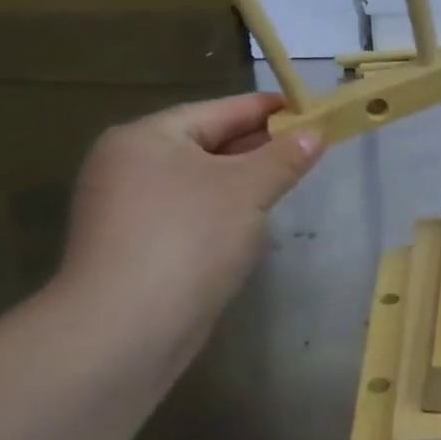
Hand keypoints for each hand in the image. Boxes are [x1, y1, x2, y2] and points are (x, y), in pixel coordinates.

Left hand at [55, 93, 322, 355]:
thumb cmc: (189, 238)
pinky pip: (187, 214)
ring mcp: (125, 209)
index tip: (307, 109)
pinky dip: (220, 211)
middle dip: (257, 146)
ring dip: (241, 181)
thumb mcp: (248, 190)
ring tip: (286, 181)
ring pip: (198, 182)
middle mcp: (128, 165)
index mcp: (147, 137)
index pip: (218, 110)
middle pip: (205, 144)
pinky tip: (250, 223)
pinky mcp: (133, 247)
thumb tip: (314, 133)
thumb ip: (284, 157)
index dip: (267, 109)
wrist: (126, 330)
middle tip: (307, 146)